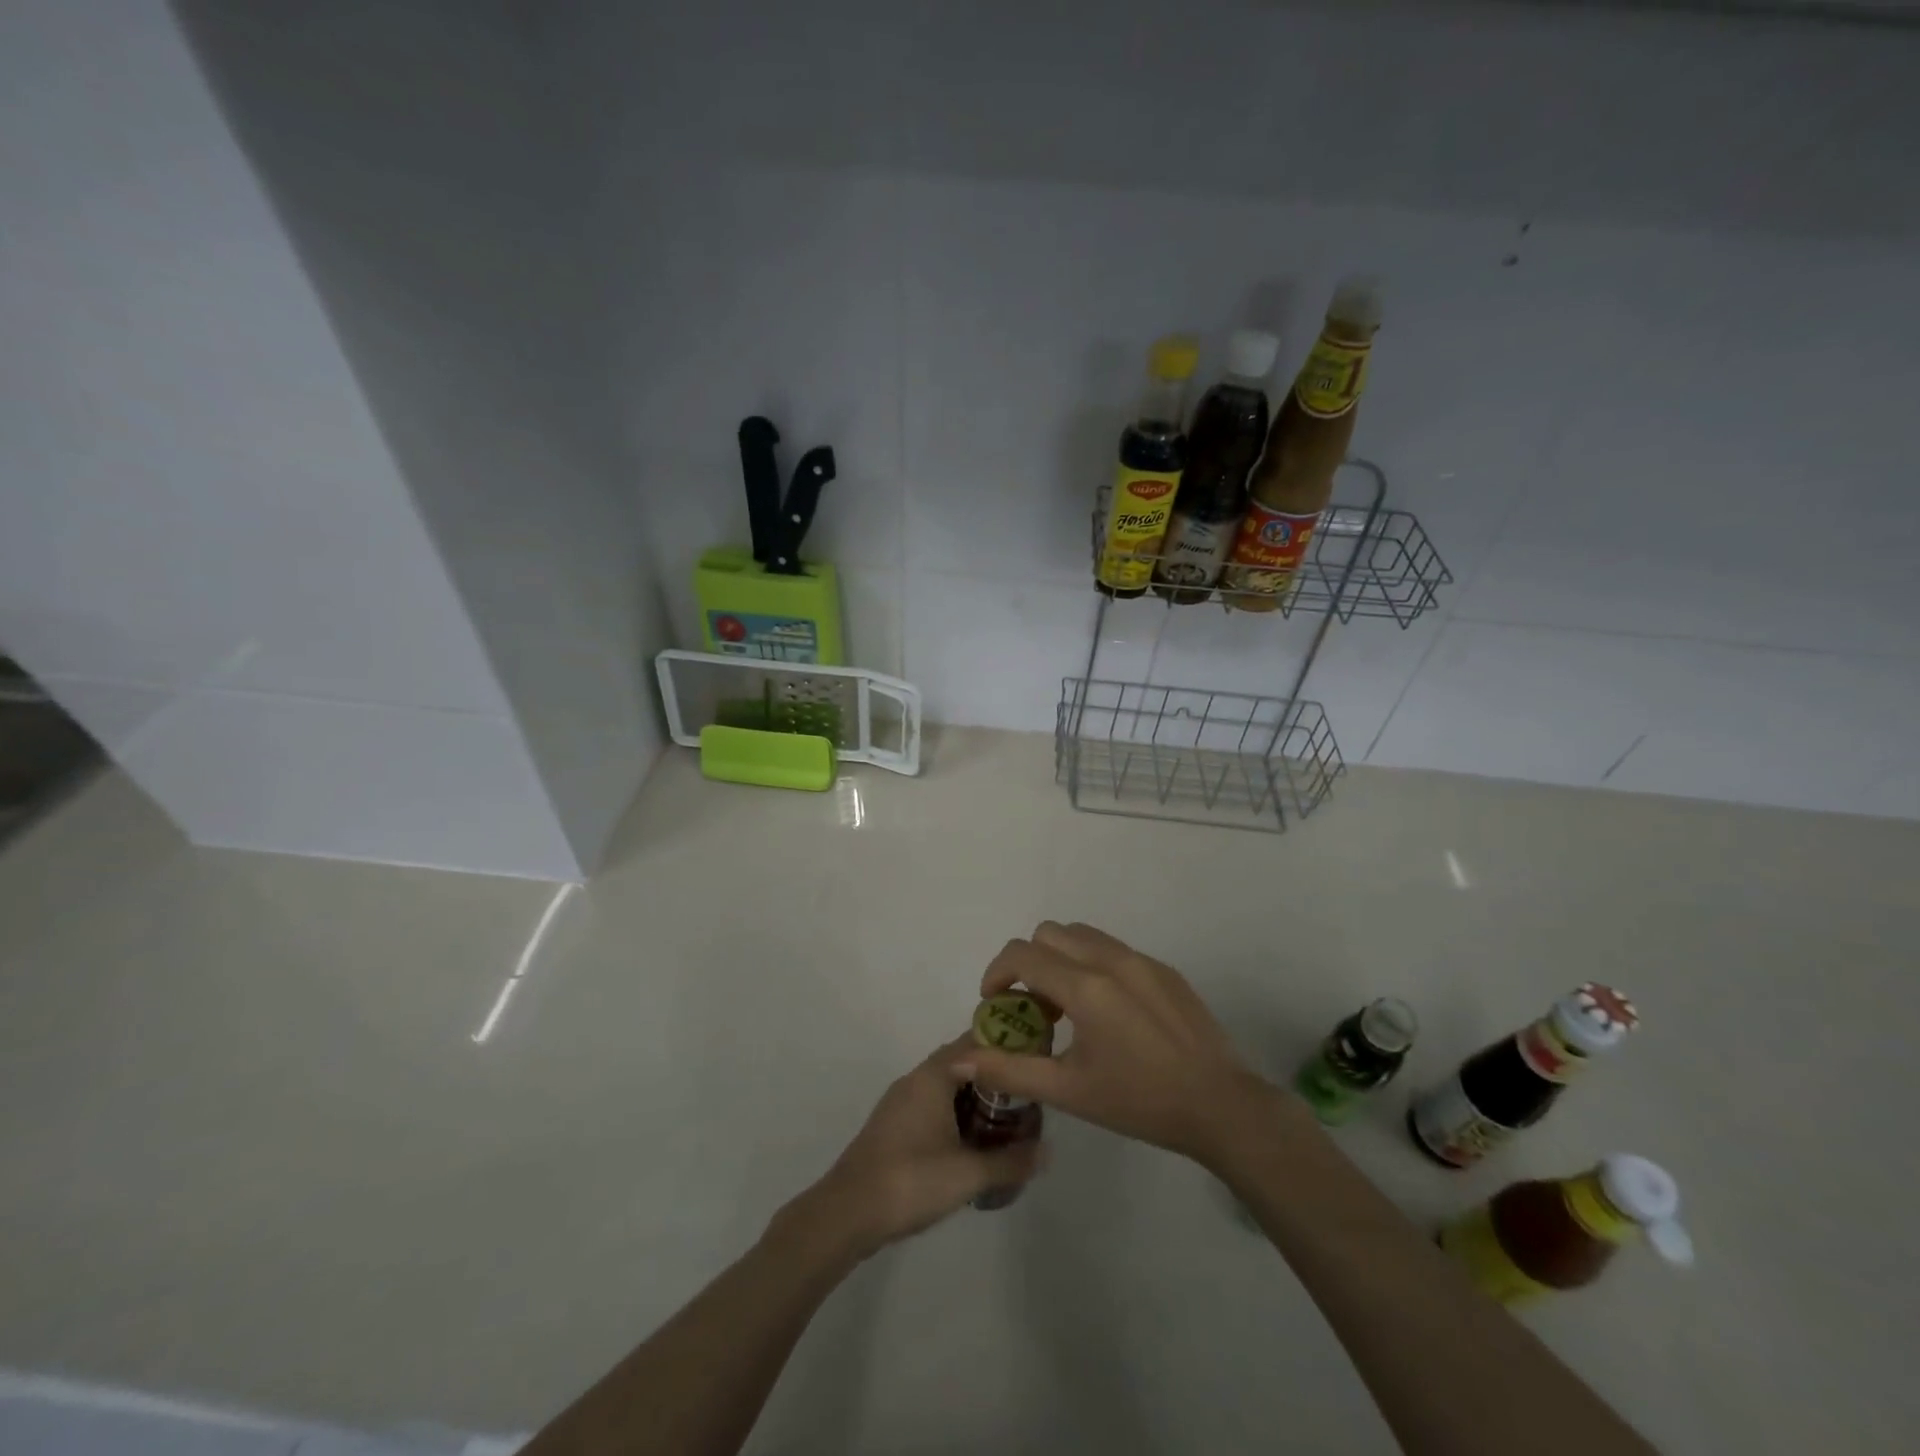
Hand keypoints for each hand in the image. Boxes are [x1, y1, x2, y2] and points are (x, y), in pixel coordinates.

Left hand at [792, 1035, 1046, 1258]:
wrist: (848, 1212)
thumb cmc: (911, 1180)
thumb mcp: (968, 1173)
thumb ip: (1010, 1161)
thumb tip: (1048, 1151)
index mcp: (933, 1076)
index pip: (974, 1042)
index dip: (1005, 1045)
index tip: (1033, 1057)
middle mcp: (915, 1079)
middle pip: (961, 1062)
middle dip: (993, 1074)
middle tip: (1026, 1092)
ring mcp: (900, 1101)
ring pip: (945, 1085)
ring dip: (973, 1094)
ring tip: (1006, 1117)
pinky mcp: (893, 1125)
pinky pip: (932, 1104)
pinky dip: (955, 1111)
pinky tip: (972, 1140)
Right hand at [963, 922, 1279, 1168]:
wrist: (1221, 1106)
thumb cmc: (1140, 1101)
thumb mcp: (1069, 1091)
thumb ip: (1009, 1070)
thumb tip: (960, 1058)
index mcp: (1086, 986)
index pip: (1022, 954)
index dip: (997, 973)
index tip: (994, 1004)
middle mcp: (1111, 959)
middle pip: (1049, 934)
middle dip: (1029, 963)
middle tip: (1033, 1009)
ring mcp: (1142, 960)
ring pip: (1082, 936)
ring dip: (1061, 959)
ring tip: (1068, 1007)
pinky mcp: (1164, 969)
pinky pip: (1113, 950)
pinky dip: (1093, 966)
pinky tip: (1109, 1014)